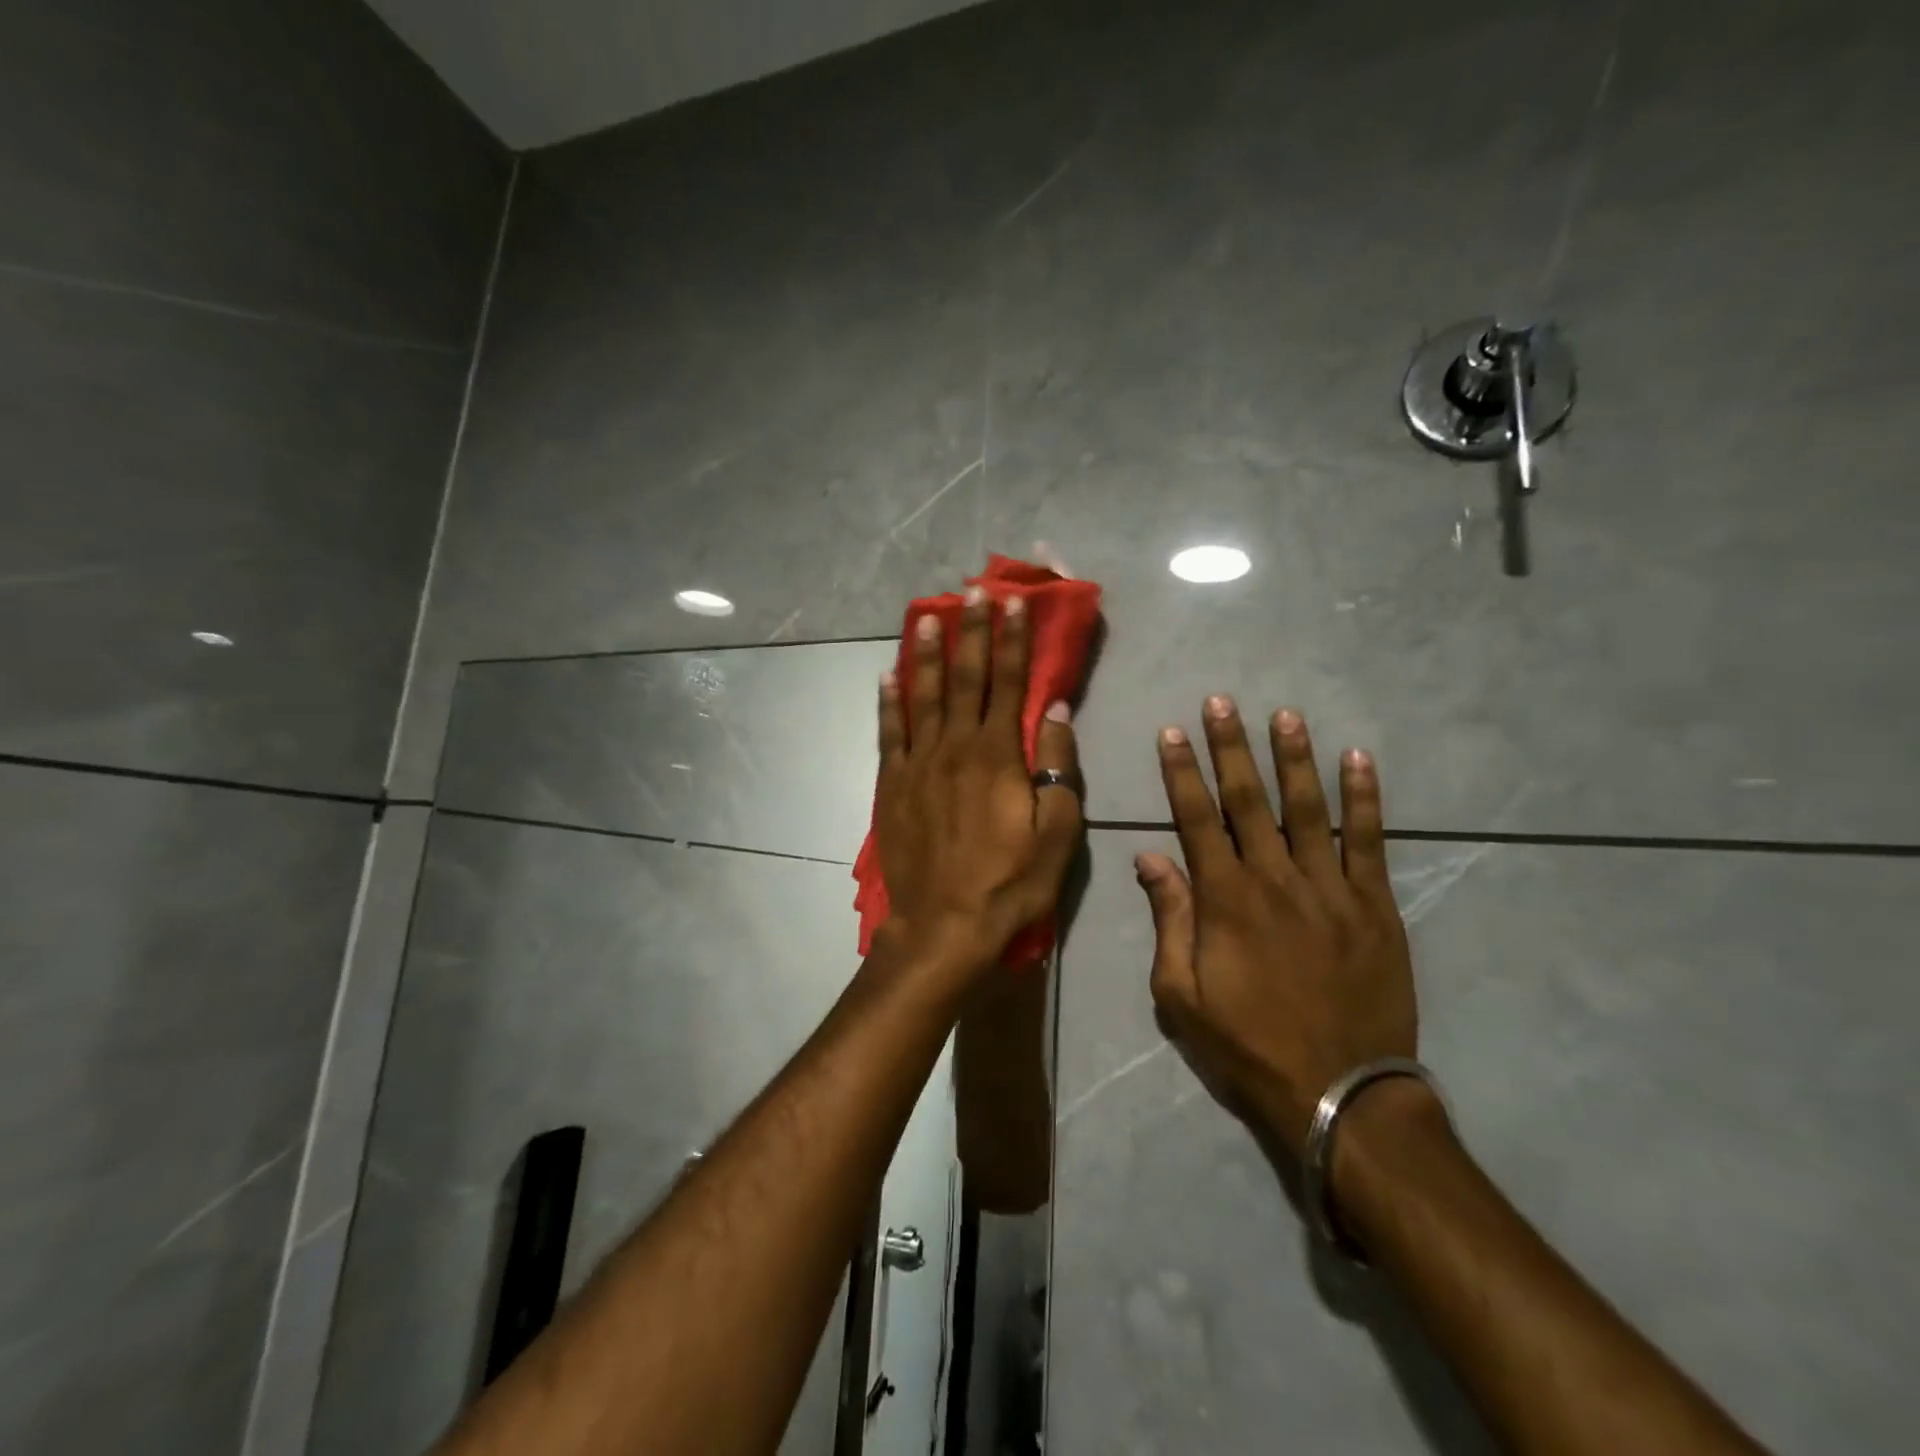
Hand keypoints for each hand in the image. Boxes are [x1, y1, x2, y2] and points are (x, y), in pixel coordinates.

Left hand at [876, 586, 1082, 977]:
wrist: (944, 927)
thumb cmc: (1011, 883)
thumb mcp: (1057, 831)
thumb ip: (1057, 766)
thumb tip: (1054, 710)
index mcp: (997, 755)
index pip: (1007, 683)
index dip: (1011, 640)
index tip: (1013, 603)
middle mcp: (954, 746)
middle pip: (963, 677)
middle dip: (971, 631)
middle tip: (972, 591)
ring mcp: (917, 764)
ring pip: (921, 696)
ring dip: (924, 653)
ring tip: (925, 617)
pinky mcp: (892, 785)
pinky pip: (888, 733)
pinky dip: (888, 701)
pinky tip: (887, 675)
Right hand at [1136, 698, 1414, 1157]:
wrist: (1338, 1091)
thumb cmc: (1247, 1043)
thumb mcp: (1181, 995)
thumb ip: (1168, 920)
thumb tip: (1150, 858)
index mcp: (1224, 899)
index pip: (1196, 818)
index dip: (1182, 772)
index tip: (1172, 733)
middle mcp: (1274, 878)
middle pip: (1248, 800)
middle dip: (1231, 747)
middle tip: (1222, 702)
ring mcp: (1330, 888)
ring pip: (1309, 808)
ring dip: (1294, 758)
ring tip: (1285, 715)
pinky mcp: (1374, 905)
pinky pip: (1370, 841)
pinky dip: (1365, 798)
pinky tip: (1359, 760)